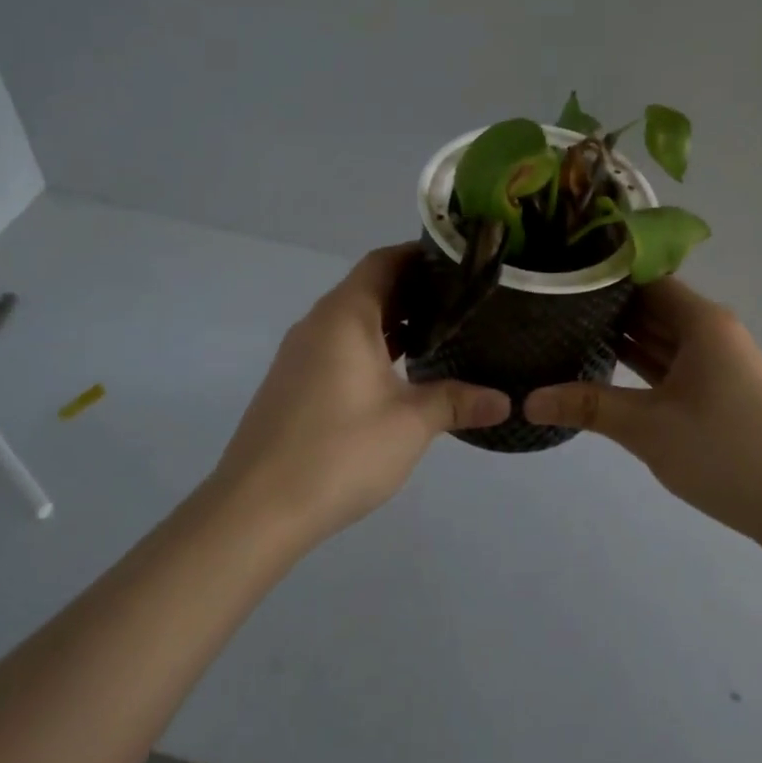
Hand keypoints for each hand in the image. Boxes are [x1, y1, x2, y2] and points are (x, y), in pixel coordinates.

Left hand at [212, 245, 510, 544]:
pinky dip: (370, 346)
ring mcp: (300, 354)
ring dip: (392, 321)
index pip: (383, 261)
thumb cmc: (340, 450)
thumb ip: (457, 402)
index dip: (419, 254)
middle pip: (368, 287)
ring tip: (439, 333)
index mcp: (345, 315)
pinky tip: (399, 374)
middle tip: (461, 300)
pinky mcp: (293, 383)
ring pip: (352, 319)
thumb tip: (505, 401)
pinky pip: (338, 346)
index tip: (458, 262)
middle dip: (413, 290)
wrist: (256, 508)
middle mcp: (318, 323)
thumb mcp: (410, 424)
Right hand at [525, 279, 761, 547]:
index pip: (645, 279)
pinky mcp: (722, 388)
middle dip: (608, 308)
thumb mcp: (647, 428)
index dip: (604, 276)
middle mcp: (713, 330)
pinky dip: (645, 363)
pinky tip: (608, 367)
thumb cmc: (723, 452)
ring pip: (664, 336)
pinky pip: (676, 362)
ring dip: (625, 337)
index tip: (562, 277)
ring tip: (569, 332)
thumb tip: (527, 400)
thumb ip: (587, 407)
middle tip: (553, 306)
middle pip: (654, 306)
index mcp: (702, 321)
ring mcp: (720, 361)